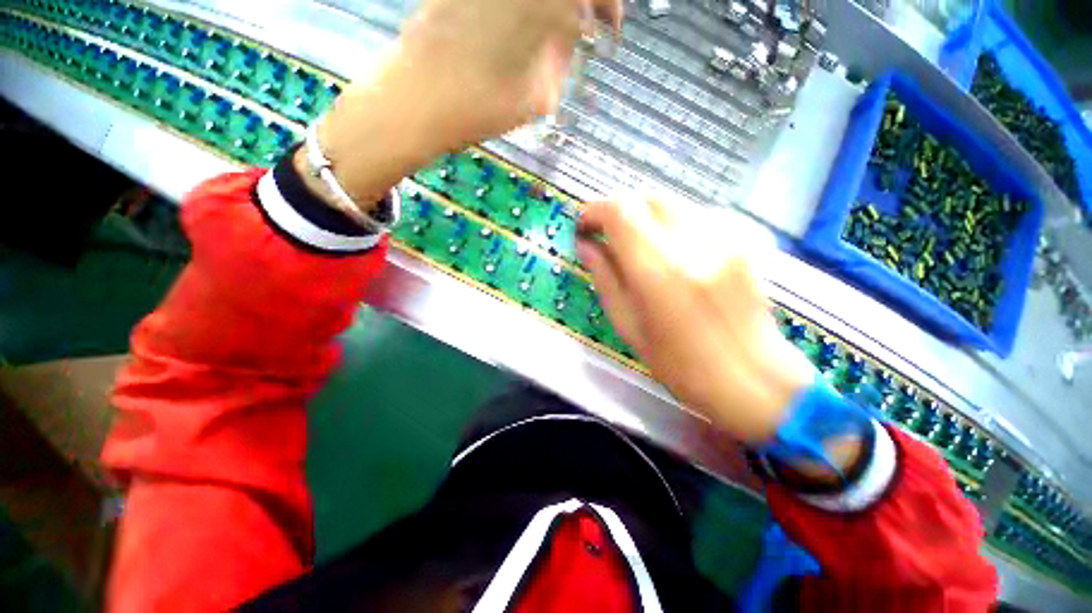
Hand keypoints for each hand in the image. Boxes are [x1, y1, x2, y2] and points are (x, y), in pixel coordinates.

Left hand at [303, 0, 621, 210]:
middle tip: (586, 23)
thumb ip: (562, 59)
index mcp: (545, 7)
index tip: (610, 28)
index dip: (610, 5)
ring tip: (555, 28)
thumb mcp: (539, 98)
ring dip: (554, 7)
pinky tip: (523, 23)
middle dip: (585, 3)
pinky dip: (527, 7)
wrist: (417, 99)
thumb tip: (572, 36)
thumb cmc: (481, 109)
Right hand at [576, 198, 816, 442]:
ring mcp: (724, 239)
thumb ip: (605, 278)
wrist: (752, 379)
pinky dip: (671, 224)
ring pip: (673, 203)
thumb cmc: (680, 364)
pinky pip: (695, 216)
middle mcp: (694, 245)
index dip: (595, 211)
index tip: (583, 225)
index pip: (621, 213)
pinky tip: (669, 250)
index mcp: (659, 273)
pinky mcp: (742, 242)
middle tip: (606, 234)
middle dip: (619, 210)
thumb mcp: (629, 326)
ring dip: (644, 216)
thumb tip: (586, 246)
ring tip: (634, 242)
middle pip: (648, 199)